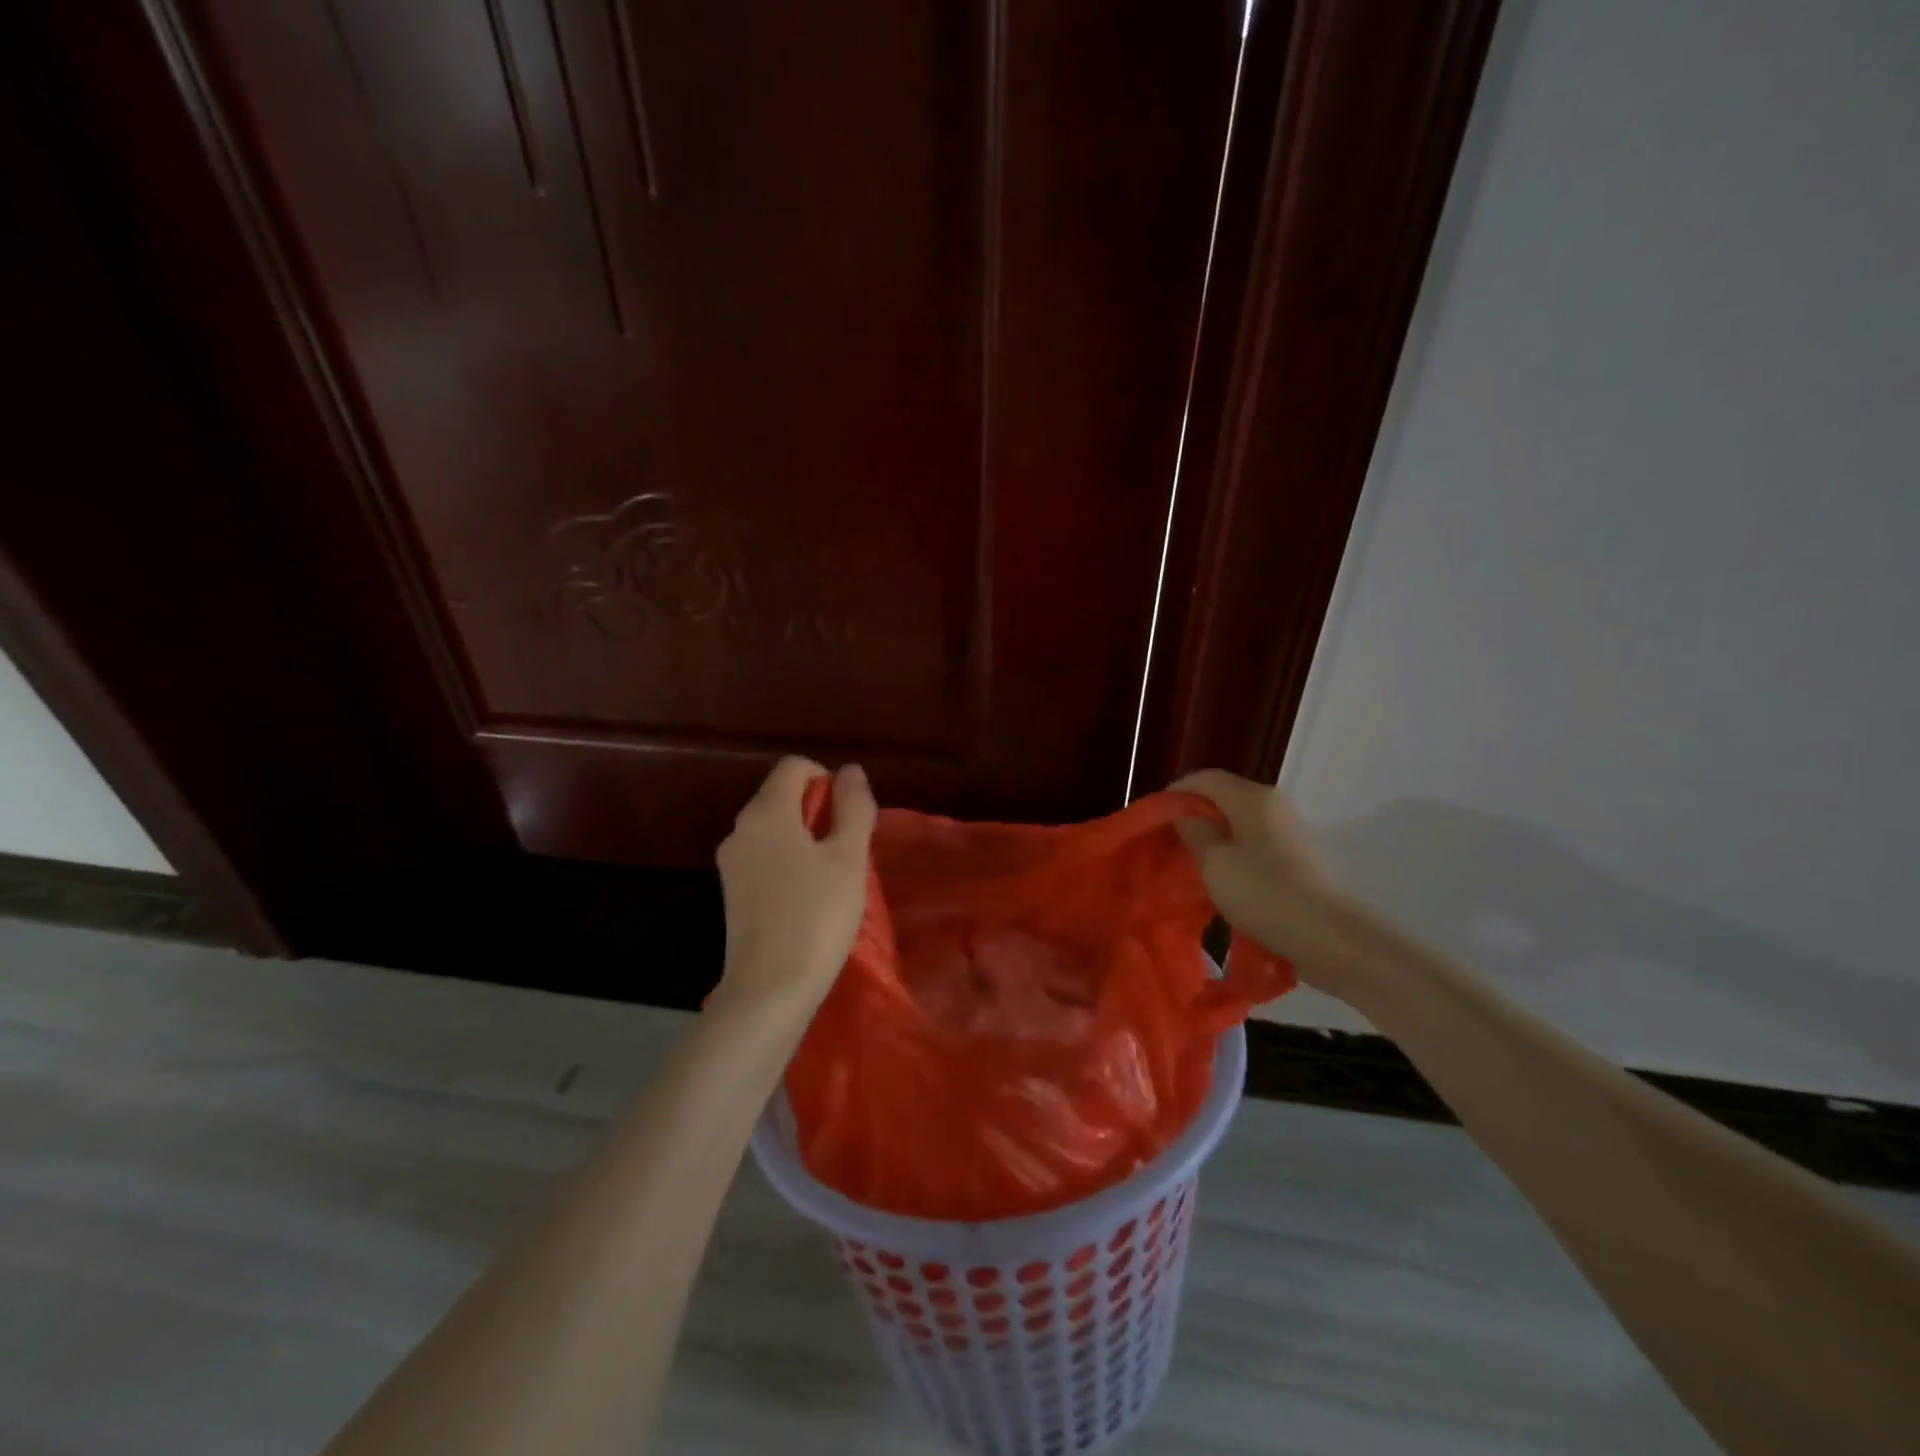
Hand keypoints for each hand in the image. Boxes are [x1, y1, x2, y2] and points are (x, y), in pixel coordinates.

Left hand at [714, 756, 876, 1014]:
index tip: (849, 814)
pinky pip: (765, 856)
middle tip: (847, 848)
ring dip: (806, 837)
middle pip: (781, 795)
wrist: (770, 989)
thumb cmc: (817, 916)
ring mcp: (732, 862)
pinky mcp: (732, 891)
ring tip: (832, 875)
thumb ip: (853, 807)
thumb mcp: (848, 857)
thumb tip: (850, 771)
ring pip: (774, 828)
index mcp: (766, 812)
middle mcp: (740, 829)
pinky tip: (809, 896)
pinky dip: (789, 860)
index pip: (794, 766)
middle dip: (819, 810)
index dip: (826, 778)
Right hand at [1171, 769, 1353, 988]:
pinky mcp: (1297, 858)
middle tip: (1168, 841)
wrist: (1332, 939)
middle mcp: (1273, 805)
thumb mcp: (1215, 864)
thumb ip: (1195, 832)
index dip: (1175, 792)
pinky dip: (1233, 853)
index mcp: (1253, 798)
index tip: (1153, 818)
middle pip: (1223, 797)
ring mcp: (1289, 832)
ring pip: (1239, 822)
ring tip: (1190, 862)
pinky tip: (1222, 877)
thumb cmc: (1266, 895)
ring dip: (1213, 836)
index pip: (1205, 778)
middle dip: (1193, 815)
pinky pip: (1254, 844)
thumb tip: (1187, 815)